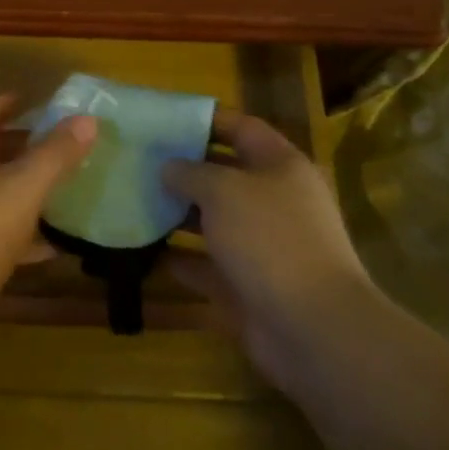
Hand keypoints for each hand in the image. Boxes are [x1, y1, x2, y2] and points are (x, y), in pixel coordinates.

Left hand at [0, 94, 95, 351]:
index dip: (9, 103)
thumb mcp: (23, 188)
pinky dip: (17, 231)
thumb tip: (88, 119)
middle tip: (58, 148)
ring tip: (59, 191)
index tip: (37, 105)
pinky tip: (48, 247)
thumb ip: (55, 154)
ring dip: (20, 187)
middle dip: (21, 145)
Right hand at [162, 110, 379, 395]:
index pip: (241, 128)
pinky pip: (207, 266)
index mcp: (281, 167)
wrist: (314, 330)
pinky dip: (180, 259)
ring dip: (177, 215)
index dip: (206, 120)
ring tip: (134, 201)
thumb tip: (169, 168)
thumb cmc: (270, 238)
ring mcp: (263, 247)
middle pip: (224, 175)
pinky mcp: (248, 286)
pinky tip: (144, 251)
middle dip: (184, 169)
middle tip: (139, 161)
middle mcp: (274, 202)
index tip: (164, 119)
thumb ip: (190, 173)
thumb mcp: (222, 190)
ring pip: (213, 222)